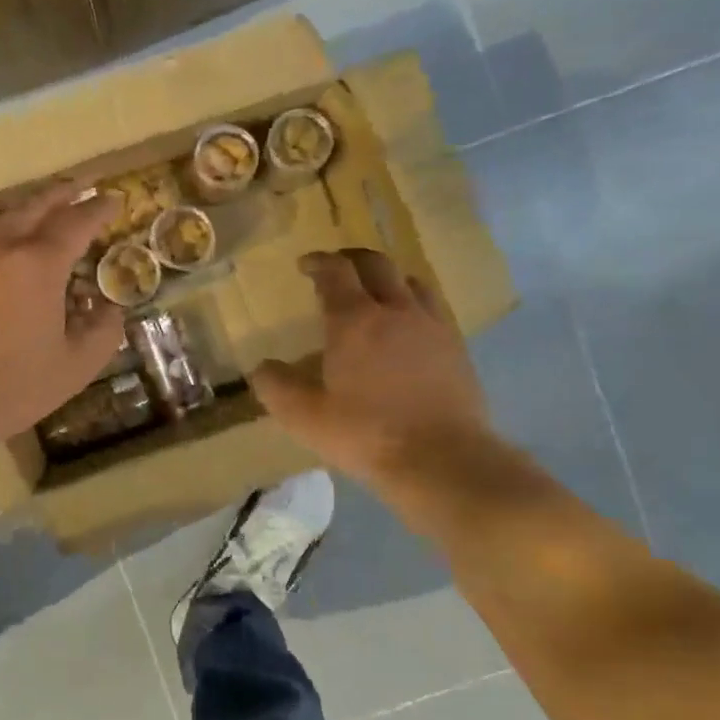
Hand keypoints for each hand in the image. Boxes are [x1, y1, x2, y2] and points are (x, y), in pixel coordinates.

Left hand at [0, 182, 124, 445]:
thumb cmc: (13, 386)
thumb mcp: (76, 366)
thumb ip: (103, 331)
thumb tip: (109, 308)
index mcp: (37, 264)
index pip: (75, 223)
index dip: (98, 209)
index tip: (114, 199)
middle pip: (34, 205)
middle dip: (62, 192)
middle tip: (82, 185)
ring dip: (27, 207)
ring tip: (43, 208)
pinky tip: (3, 247)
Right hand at [252, 249, 490, 485]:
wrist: (443, 460)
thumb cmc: (366, 434)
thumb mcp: (305, 417)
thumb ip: (276, 387)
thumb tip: (263, 368)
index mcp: (354, 321)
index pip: (335, 272)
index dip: (318, 262)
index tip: (305, 265)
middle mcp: (396, 311)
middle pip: (376, 264)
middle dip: (352, 259)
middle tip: (337, 268)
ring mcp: (432, 326)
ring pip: (411, 282)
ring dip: (388, 279)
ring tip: (376, 294)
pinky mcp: (456, 347)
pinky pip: (434, 309)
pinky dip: (414, 305)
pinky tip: (408, 329)